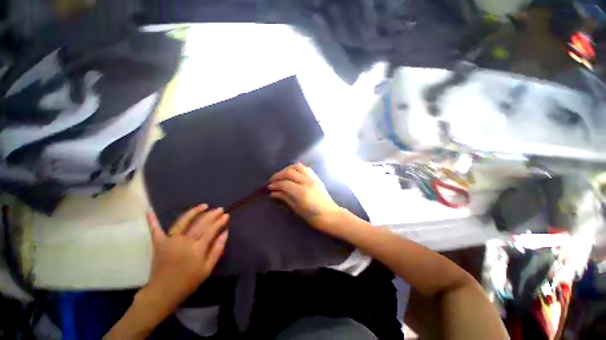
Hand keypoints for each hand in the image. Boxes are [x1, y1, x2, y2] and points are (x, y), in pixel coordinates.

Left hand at [143, 205, 228, 311]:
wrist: (162, 292)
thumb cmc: (188, 282)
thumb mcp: (207, 269)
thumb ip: (217, 249)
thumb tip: (225, 233)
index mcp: (197, 248)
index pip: (211, 230)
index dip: (219, 221)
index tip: (226, 215)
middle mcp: (184, 241)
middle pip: (200, 223)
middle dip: (212, 214)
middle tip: (220, 209)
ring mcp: (170, 241)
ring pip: (183, 221)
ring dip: (194, 212)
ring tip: (204, 205)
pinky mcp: (159, 243)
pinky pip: (156, 230)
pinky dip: (153, 221)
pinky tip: (150, 211)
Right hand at [268, 163, 342, 232]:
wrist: (331, 215)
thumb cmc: (313, 217)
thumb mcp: (297, 209)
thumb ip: (285, 198)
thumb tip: (273, 192)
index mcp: (302, 192)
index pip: (285, 183)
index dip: (275, 184)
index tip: (269, 187)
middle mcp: (307, 182)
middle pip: (290, 172)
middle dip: (279, 175)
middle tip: (273, 180)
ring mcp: (313, 178)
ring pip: (298, 167)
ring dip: (287, 169)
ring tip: (282, 175)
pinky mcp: (316, 178)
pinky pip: (305, 168)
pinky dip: (296, 169)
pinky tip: (292, 174)